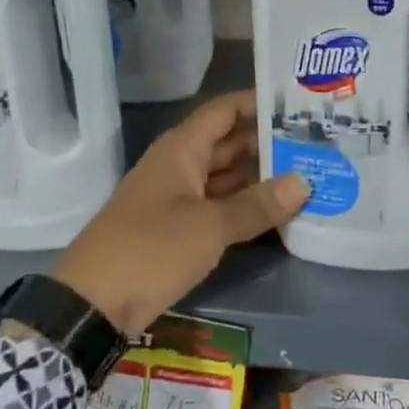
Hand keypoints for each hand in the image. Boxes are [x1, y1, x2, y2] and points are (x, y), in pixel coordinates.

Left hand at [56, 89, 308, 335]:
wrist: (91, 305)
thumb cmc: (150, 250)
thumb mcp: (209, 227)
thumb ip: (257, 205)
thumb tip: (304, 182)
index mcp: (182, 150)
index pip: (225, 111)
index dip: (259, 103)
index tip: (300, 106)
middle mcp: (181, 166)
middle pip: (230, 143)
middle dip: (269, 144)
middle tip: (317, 145)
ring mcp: (179, 199)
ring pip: (227, 177)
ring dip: (262, 179)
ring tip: (310, 175)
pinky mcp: (179, 230)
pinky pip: (220, 207)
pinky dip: (247, 208)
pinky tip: (280, 213)